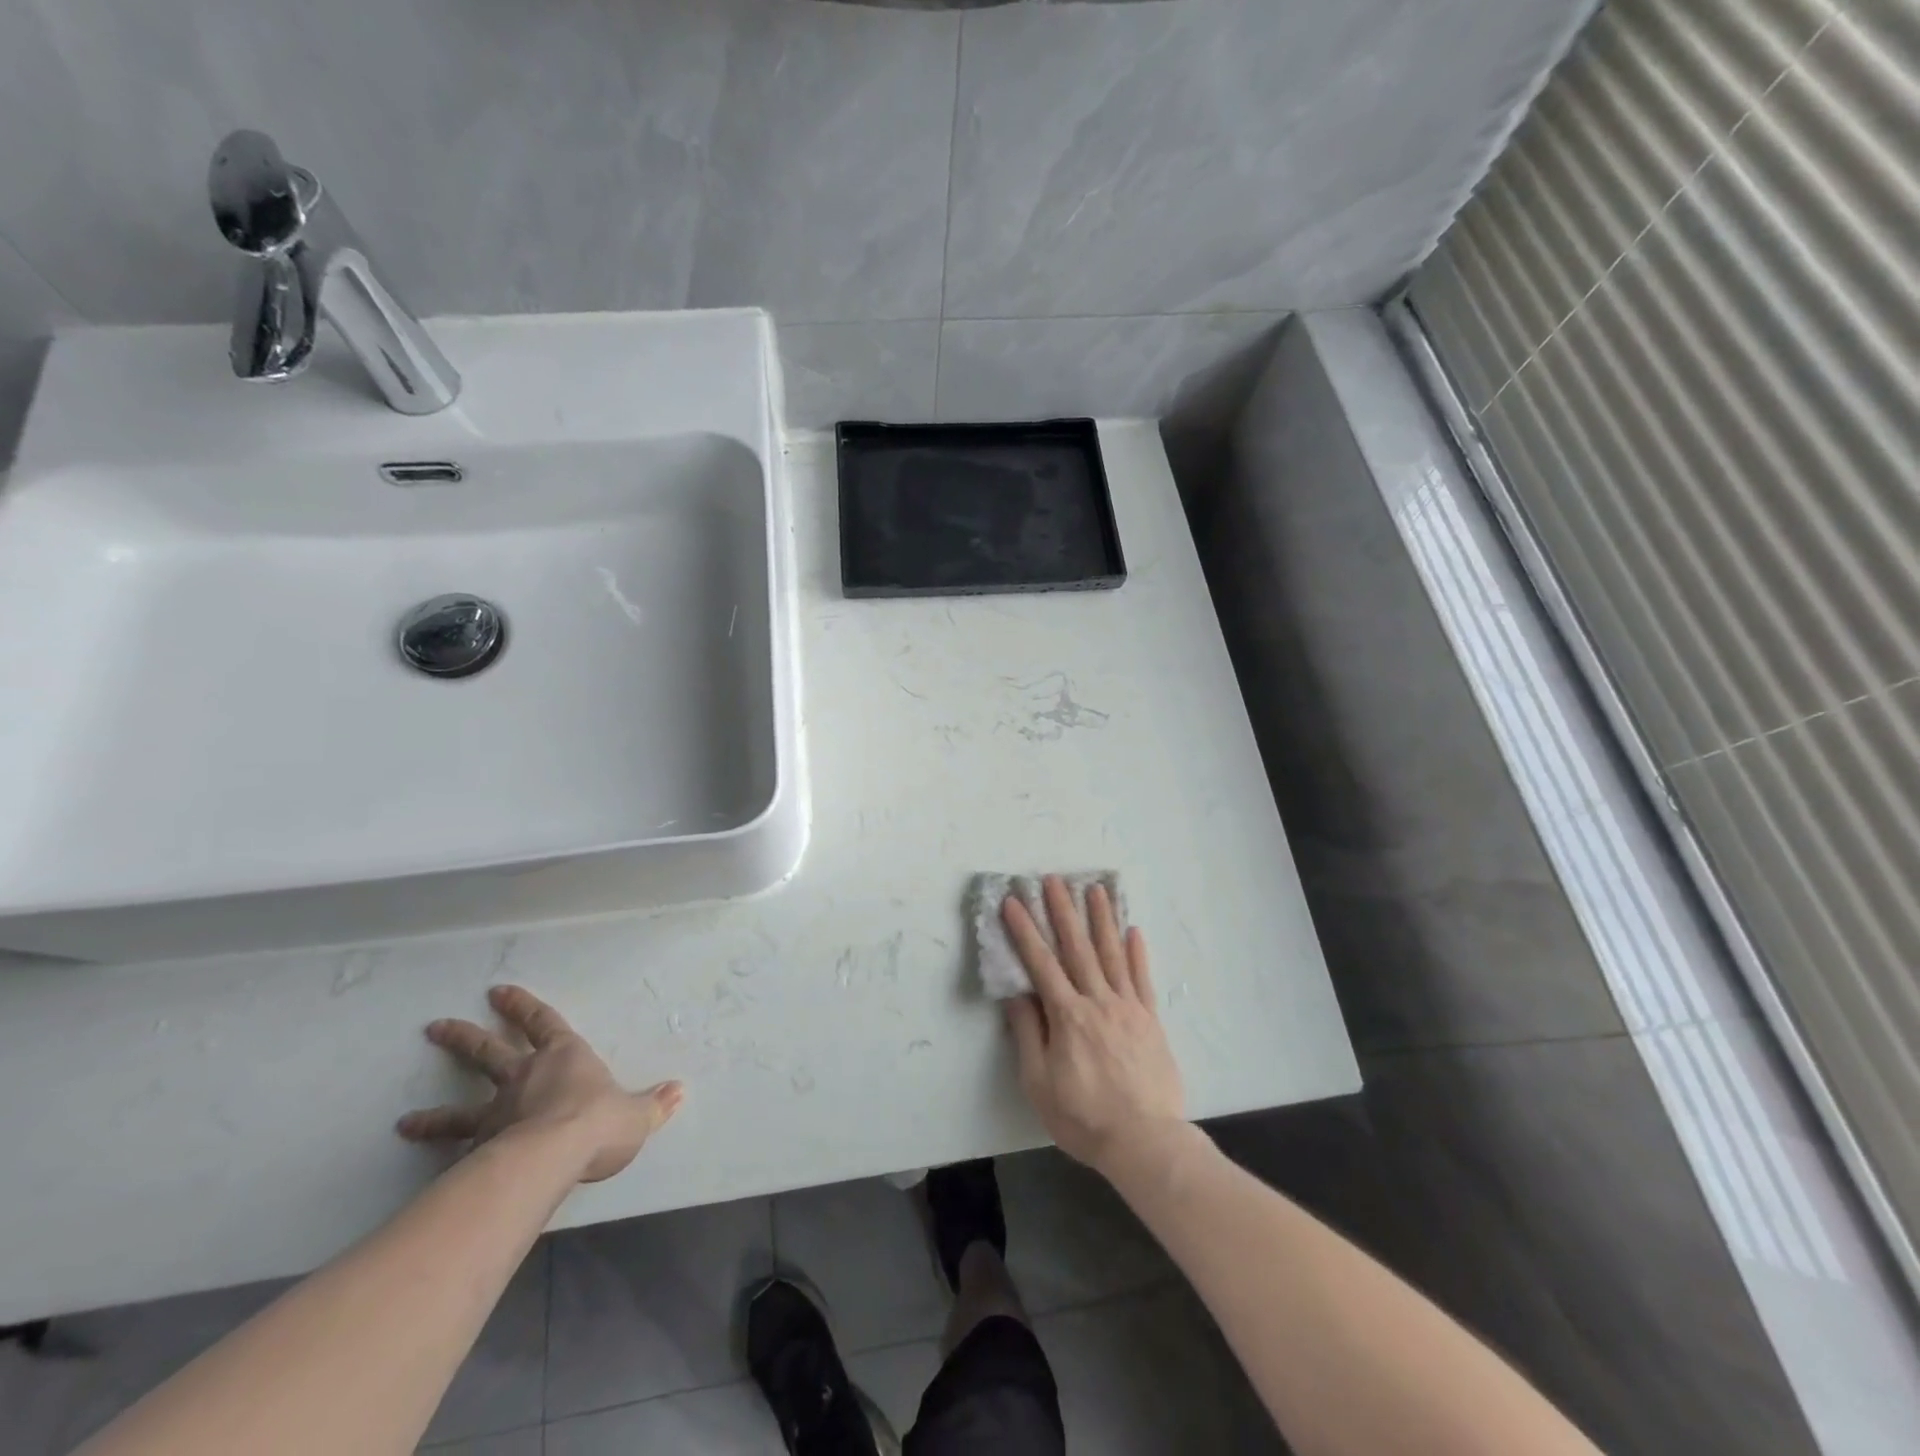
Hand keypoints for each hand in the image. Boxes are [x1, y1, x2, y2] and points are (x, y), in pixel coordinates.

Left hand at [398, 984, 682, 1182]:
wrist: (553, 1156)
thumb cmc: (598, 1122)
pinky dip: (437, 1152)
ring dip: (434, 1111)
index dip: (522, 1007)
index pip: (542, 1022)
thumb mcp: (637, 1114)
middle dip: (464, 1038)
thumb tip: (679, 1091)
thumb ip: (654, 1104)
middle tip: (436, 1027)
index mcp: (565, 1057)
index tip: (498, 992)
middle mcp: (525, 1076)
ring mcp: (496, 1112)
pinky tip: (420, 1165)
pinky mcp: (478, 1148)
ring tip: (405, 1119)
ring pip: (460, 1106)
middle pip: (489, 1051)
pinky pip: (454, 1148)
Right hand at [1002, 878, 1185, 1178]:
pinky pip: (1142, 978)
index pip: (1041, 964)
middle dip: (1063, 911)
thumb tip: (1017, 994)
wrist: (1145, 1141)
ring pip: (1112, 954)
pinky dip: (1137, 952)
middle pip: (1078, 948)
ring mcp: (1128, 1007)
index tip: (1014, 902)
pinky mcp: (1150, 1019)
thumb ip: (1028, 1034)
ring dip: (1102, 919)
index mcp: (1067, 1016)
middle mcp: (1098, 1001)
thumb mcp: (1039, 1083)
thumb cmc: (1083, 1116)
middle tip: (1054, 879)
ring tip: (1095, 889)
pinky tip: (1133, 929)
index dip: (1025, 931)